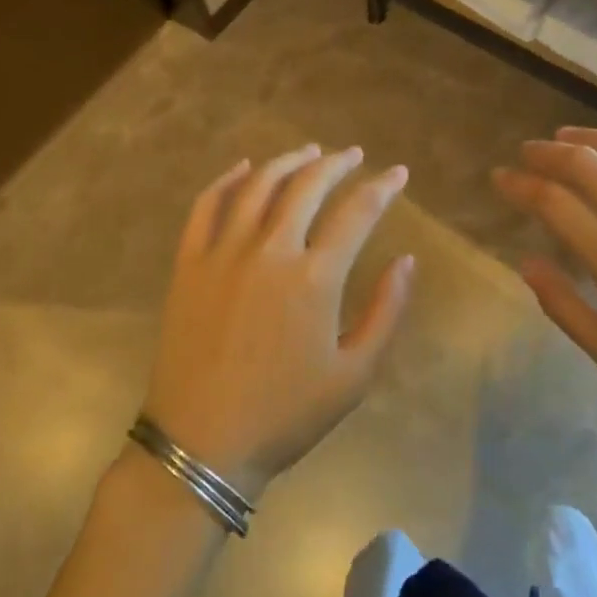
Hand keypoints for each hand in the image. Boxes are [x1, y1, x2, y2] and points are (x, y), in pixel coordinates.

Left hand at [142, 144, 414, 498]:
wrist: (202, 445)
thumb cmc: (285, 415)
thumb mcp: (354, 375)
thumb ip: (386, 311)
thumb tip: (406, 260)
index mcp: (315, 277)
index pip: (358, 212)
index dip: (382, 187)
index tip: (398, 173)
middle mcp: (270, 250)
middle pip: (308, 185)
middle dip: (337, 163)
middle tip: (355, 154)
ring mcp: (224, 251)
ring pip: (260, 185)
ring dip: (289, 160)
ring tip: (310, 151)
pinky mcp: (190, 261)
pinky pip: (208, 205)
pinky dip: (229, 179)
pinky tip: (246, 168)